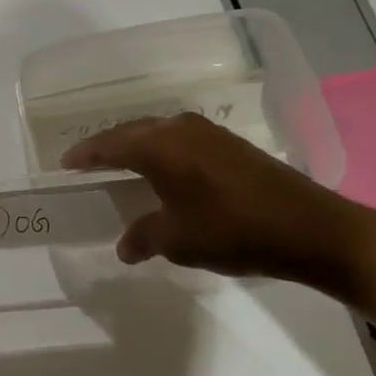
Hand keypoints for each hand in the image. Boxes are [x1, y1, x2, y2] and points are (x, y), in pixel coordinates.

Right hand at [62, 112, 375, 298]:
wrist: (310, 227)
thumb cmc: (234, 231)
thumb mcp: (180, 240)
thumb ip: (144, 237)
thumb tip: (125, 246)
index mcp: (159, 147)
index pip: (109, 144)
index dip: (85, 154)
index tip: (65, 163)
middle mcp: (178, 128)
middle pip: (131, 132)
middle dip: (107, 147)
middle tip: (88, 163)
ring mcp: (207, 132)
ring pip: (157, 132)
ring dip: (136, 146)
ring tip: (121, 165)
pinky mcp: (228, 142)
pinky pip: (178, 138)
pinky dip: (161, 150)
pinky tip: (163, 169)